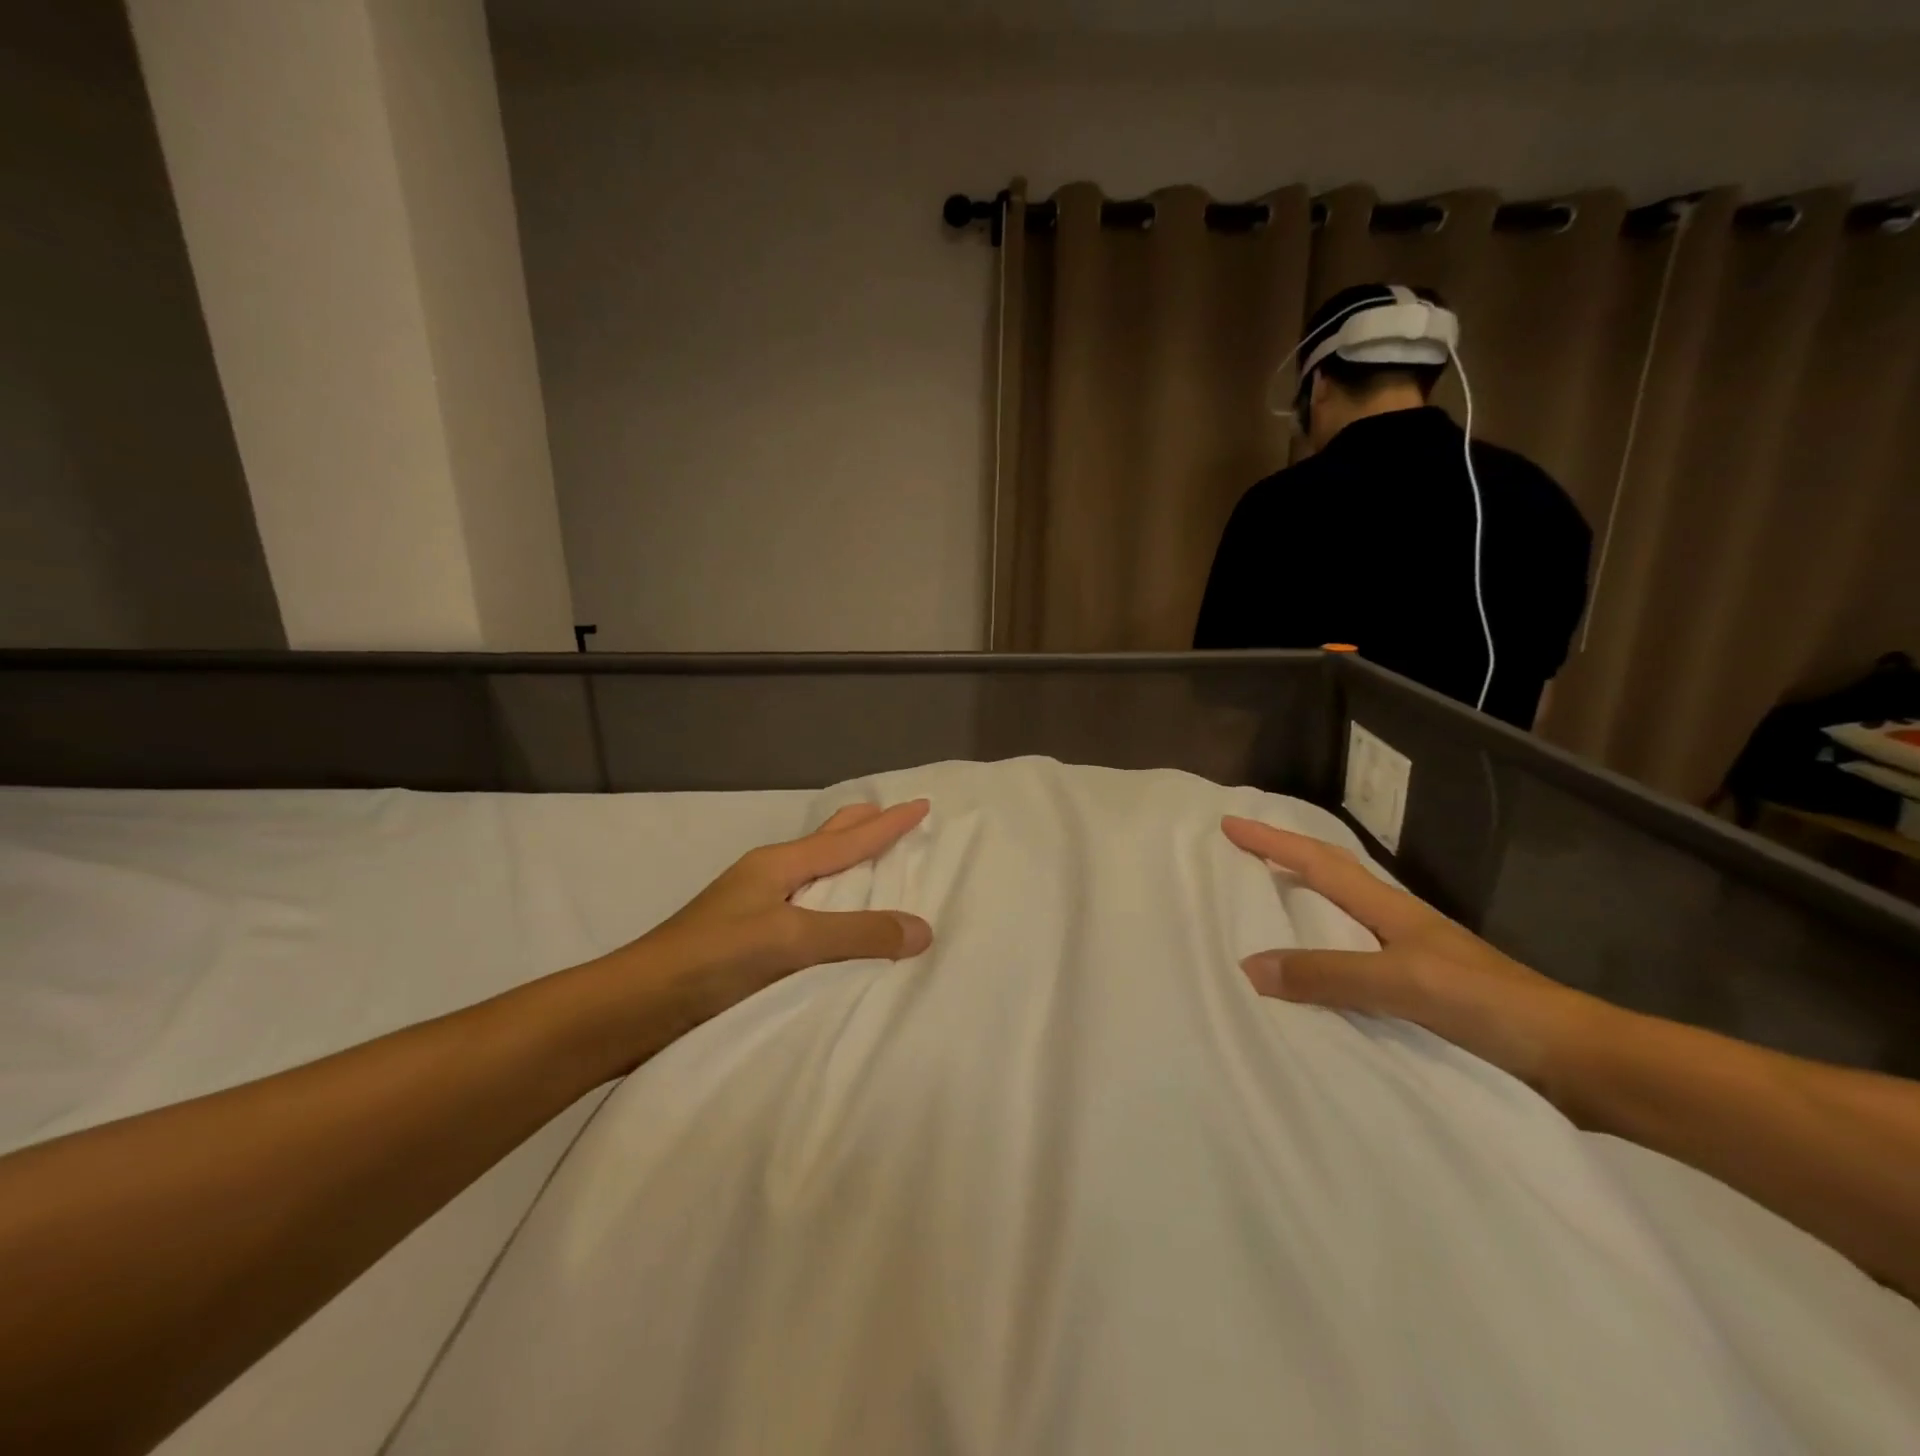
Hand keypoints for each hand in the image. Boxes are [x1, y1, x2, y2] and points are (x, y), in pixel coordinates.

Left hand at [577, 801, 933, 1069]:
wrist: (633, 1006)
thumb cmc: (712, 960)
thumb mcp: (790, 940)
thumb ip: (855, 934)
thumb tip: (923, 929)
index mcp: (778, 866)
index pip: (848, 839)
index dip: (887, 823)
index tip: (920, 804)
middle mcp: (767, 879)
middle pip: (825, 843)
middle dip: (860, 828)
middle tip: (891, 816)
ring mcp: (752, 908)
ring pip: (814, 877)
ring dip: (846, 866)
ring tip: (873, 866)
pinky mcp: (745, 942)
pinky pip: (805, 911)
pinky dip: (831, 905)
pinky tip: (835, 923)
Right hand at [1222, 816, 1609, 1095]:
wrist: (1580, 1063)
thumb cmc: (1491, 1007)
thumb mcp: (1404, 983)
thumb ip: (1329, 974)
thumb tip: (1249, 965)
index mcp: (1392, 910)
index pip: (1320, 862)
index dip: (1273, 841)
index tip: (1230, 822)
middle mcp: (1398, 926)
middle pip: (1332, 878)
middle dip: (1286, 859)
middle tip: (1242, 855)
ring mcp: (1413, 961)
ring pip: (1341, 921)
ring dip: (1302, 907)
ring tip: (1262, 912)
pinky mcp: (1423, 998)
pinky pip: (1353, 966)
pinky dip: (1321, 960)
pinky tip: (1310, 982)